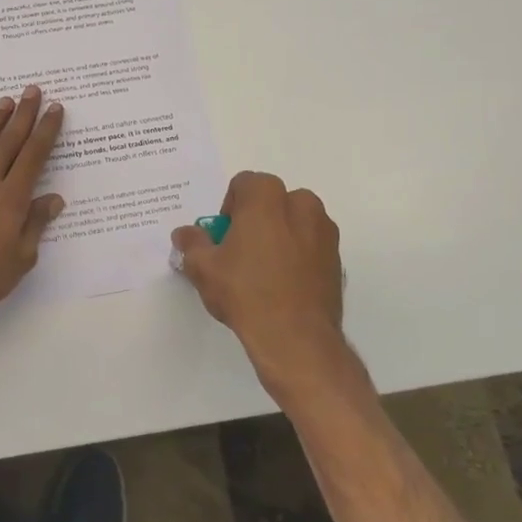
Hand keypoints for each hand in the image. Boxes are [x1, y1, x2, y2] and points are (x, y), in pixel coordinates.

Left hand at [0, 86, 65, 324]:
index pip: (34, 157)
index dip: (46, 131)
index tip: (54, 109)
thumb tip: (54, 198)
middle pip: (8, 143)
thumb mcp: (20, 259)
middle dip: (23, 115)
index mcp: (11, 199)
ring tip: (4, 102)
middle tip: (32, 90)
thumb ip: (35, 225)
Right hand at [171, 172, 344, 387]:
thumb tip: (185, 233)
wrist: (295, 337)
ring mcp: (325, 232)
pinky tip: (284, 284)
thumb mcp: (203, 268)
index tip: (224, 236)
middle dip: (257, 217)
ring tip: (264, 270)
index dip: (230, 207)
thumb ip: (192, 243)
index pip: (245, 183)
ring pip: (296, 221)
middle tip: (241, 251)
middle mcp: (302, 205)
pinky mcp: (337, 259)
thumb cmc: (245, 292)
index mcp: (268, 198)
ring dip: (280, 234)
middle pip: (273, 200)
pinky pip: (311, 245)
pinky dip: (298, 254)